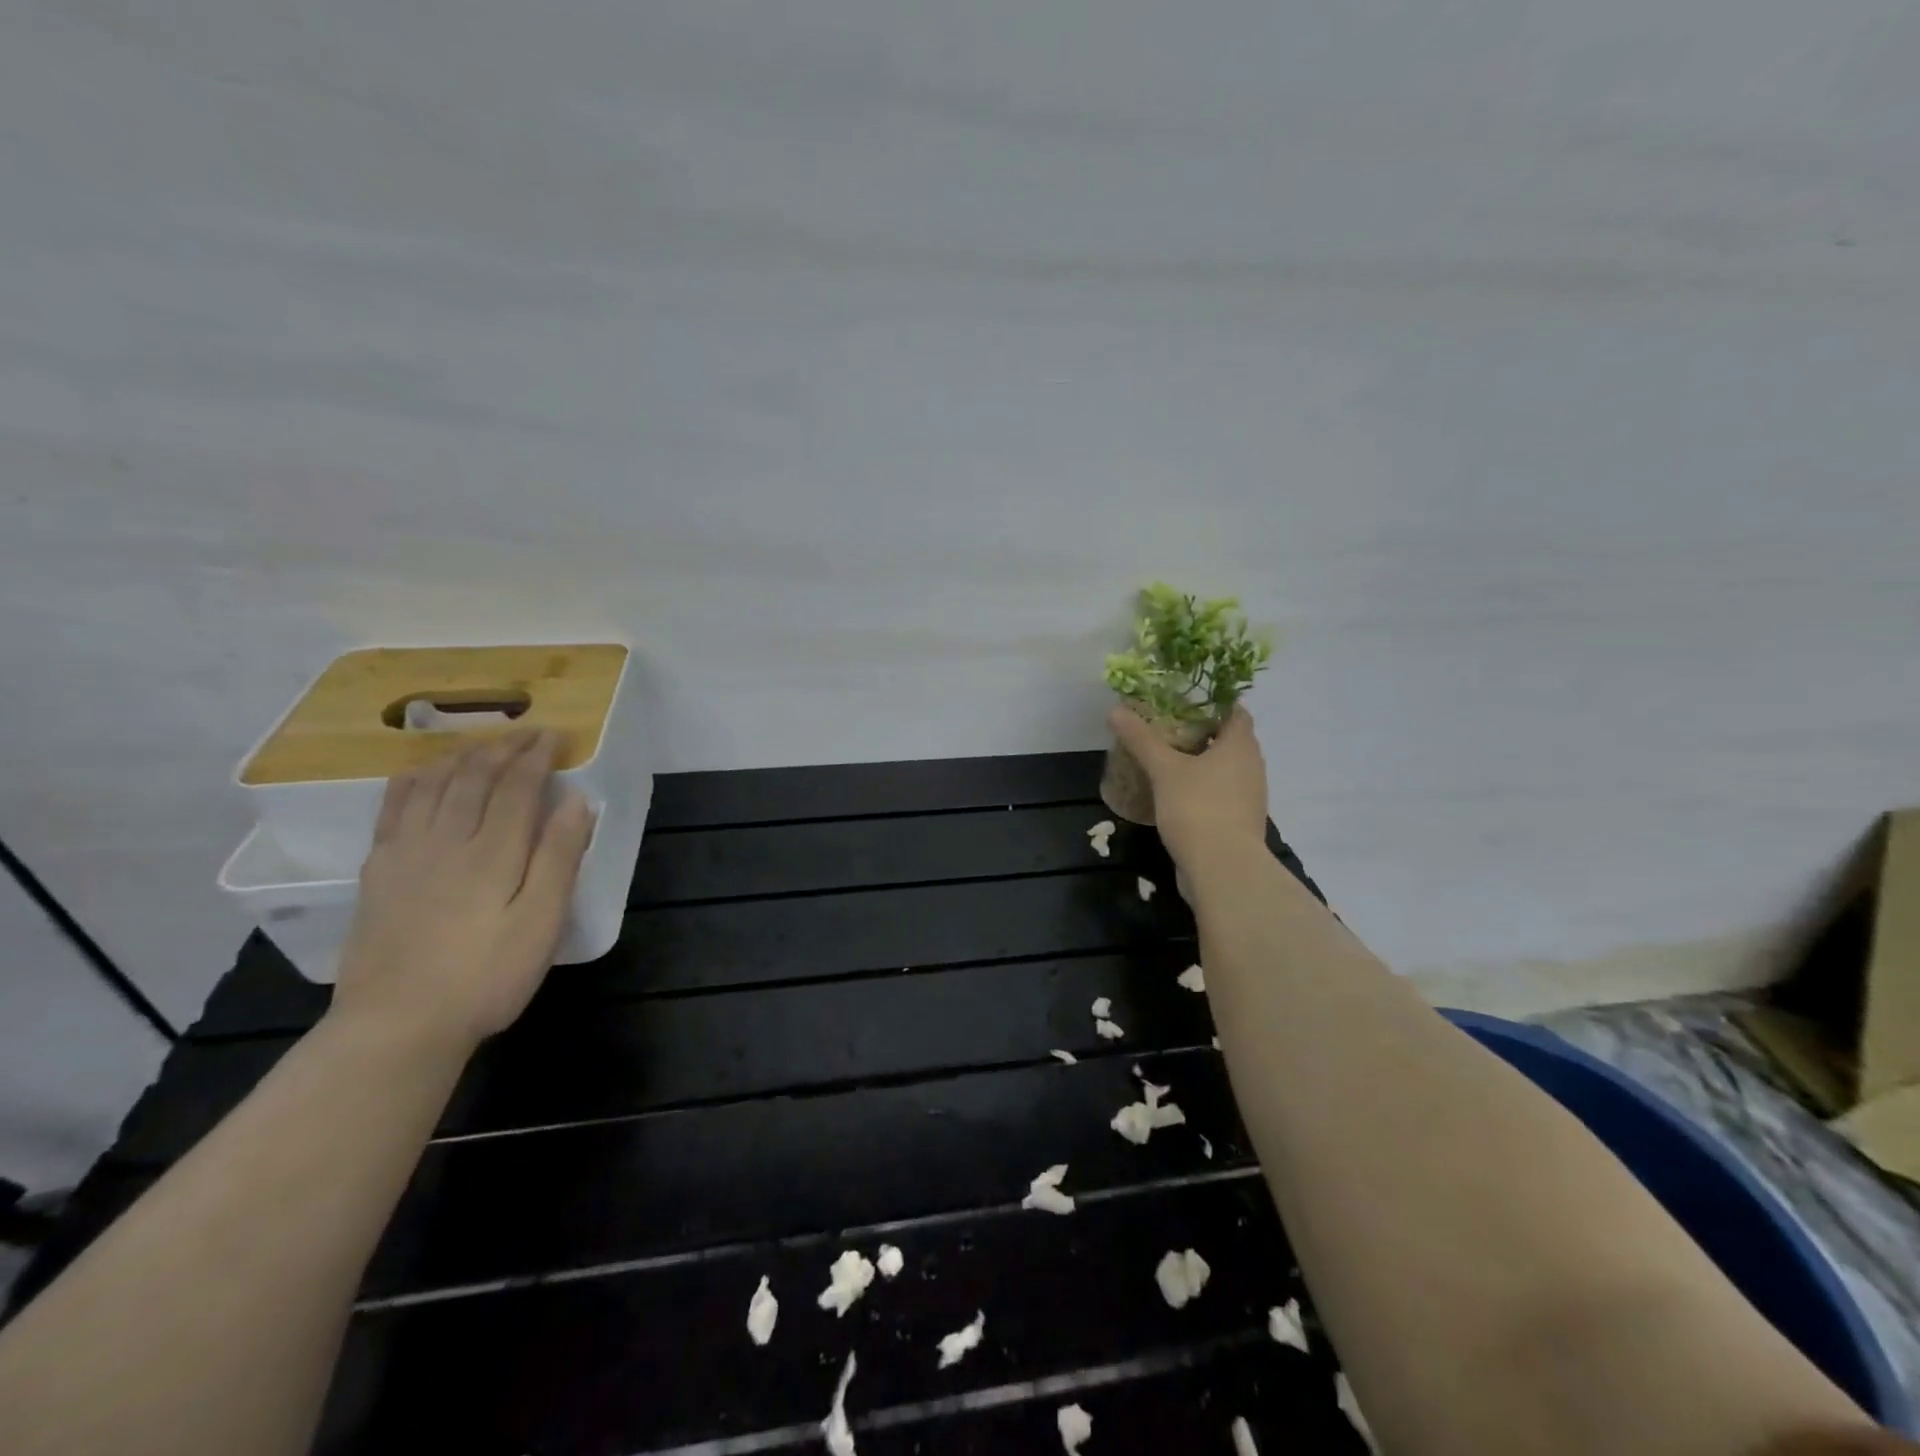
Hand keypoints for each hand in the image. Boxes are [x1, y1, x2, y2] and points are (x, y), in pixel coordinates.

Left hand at [331, 729, 595, 1053]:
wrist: (397, 1026)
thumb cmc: (486, 976)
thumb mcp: (541, 922)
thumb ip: (559, 858)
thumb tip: (576, 801)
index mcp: (493, 853)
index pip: (517, 787)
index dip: (537, 756)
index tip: (555, 735)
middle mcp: (447, 840)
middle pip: (474, 777)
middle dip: (504, 748)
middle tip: (527, 732)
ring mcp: (405, 854)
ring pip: (433, 785)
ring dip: (462, 755)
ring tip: (484, 742)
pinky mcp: (379, 872)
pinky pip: (393, 809)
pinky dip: (413, 780)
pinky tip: (422, 773)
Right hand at [1108, 705, 1268, 870]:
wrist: (1223, 869)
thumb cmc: (1198, 808)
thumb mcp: (1164, 769)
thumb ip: (1141, 739)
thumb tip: (1115, 710)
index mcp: (1240, 746)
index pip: (1234, 711)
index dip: (1212, 701)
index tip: (1182, 700)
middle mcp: (1252, 767)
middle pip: (1228, 739)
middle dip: (1199, 732)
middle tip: (1165, 726)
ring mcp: (1248, 797)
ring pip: (1223, 769)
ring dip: (1199, 762)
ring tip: (1165, 758)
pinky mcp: (1238, 822)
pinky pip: (1219, 793)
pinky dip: (1200, 788)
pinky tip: (1173, 793)